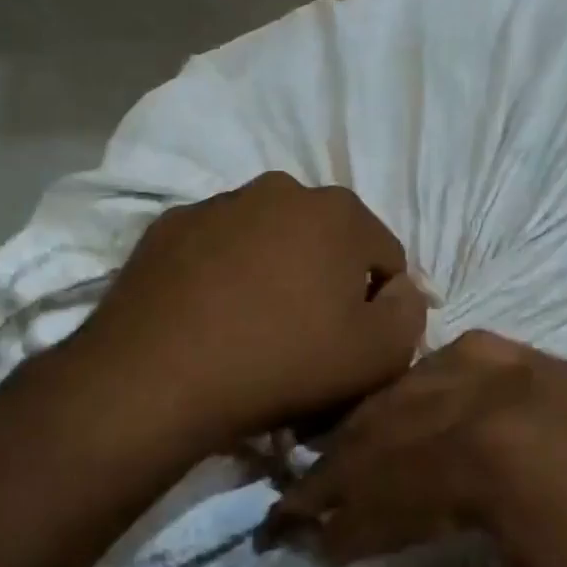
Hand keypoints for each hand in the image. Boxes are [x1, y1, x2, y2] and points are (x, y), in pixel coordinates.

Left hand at [77, 172, 427, 452]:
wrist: (157, 377)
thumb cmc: (283, 361)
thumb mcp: (378, 355)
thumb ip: (410, 314)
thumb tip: (401, 291)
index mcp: (339, 211)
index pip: (385, 257)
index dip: (379, 305)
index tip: (353, 343)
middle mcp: (280, 189)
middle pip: (325, 241)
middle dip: (326, 280)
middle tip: (306, 335)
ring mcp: (218, 203)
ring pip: (269, 240)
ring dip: (274, 273)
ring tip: (253, 327)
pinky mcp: (168, 227)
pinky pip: (218, 250)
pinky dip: (225, 274)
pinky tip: (210, 317)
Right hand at [263, 331, 566, 566]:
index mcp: (489, 461)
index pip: (370, 484)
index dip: (319, 521)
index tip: (283, 547)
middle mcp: (506, 393)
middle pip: (390, 421)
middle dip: (336, 466)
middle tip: (300, 507)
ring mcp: (546, 372)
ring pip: (428, 378)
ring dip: (381, 419)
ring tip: (354, 462)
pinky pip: (480, 355)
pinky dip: (436, 379)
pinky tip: (433, 410)